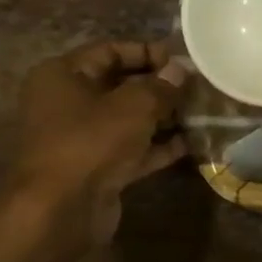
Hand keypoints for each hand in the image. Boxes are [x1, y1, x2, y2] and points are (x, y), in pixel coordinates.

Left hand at [0, 39, 189, 261]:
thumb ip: (161, 84)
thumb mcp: (134, 105)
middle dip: (160, 86)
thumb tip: (181, 70)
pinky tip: (191, 142)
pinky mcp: (96, 166)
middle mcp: (67, 102)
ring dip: (163, 116)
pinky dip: (158, 145)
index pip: (111, 51)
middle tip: (198, 88)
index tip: (184, 61)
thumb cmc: (91, 142)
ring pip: (129, 118)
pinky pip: (132, 147)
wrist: (60, 211)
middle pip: (121, 84)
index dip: (149, 52)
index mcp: (63, 76)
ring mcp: (81, 137)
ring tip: (201, 113)